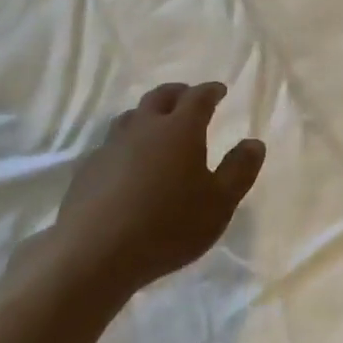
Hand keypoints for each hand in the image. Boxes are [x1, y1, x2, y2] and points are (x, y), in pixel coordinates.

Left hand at [43, 82, 265, 305]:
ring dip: (148, 114)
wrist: (95, 252)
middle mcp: (145, 126)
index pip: (198, 97)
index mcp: (180, 128)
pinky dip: (125, 143)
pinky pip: (111, 144)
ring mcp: (112, 145)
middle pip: (161, 96)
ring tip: (156, 126)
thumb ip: (239, 171)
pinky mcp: (88, 168)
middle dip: (178, 93)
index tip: (219, 90)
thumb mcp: (219, 204)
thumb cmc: (167, 225)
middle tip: (187, 98)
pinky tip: (126, 162)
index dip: (210, 91)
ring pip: (132, 116)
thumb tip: (254, 143)